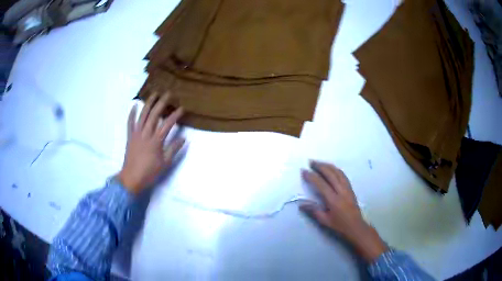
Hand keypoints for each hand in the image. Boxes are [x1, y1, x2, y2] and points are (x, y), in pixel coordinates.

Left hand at [118, 93, 183, 194]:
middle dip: (162, 103)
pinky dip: (132, 114)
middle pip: (154, 115)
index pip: (167, 124)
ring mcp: (136, 134)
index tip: (181, 108)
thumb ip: (174, 149)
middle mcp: (146, 134)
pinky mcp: (130, 137)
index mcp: (156, 141)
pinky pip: (130, 123)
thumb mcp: (165, 163)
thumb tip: (184, 138)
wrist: (132, 178)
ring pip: (142, 115)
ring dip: (148, 103)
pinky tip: (135, 105)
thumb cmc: (150, 172)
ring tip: (154, 94)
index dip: (175, 115)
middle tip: (168, 94)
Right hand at [300, 160, 386, 261]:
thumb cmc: (339, 226)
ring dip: (328, 166)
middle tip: (311, 162)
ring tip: (320, 163)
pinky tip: (332, 169)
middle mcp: (341, 191)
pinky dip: (336, 170)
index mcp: (333, 200)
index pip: (321, 184)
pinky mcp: (351, 189)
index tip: (304, 171)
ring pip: (338, 172)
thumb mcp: (324, 221)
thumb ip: (313, 211)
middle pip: (331, 174)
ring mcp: (347, 189)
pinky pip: (343, 175)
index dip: (312, 176)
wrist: (356, 227)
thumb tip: (301, 204)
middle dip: (320, 166)